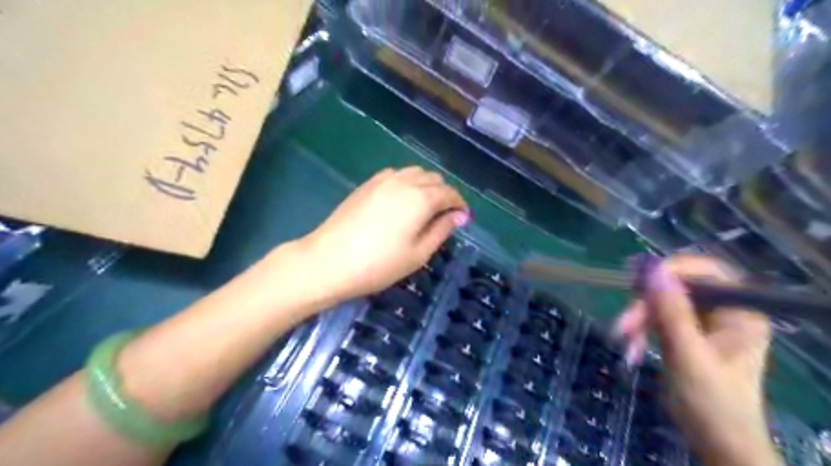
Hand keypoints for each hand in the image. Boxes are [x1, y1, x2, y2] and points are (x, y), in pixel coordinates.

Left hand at [297, 168, 466, 304]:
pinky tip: (400, 200)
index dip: (459, 205)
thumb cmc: (379, 264)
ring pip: (414, 172)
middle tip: (443, 216)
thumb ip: (441, 230)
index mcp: (421, 198)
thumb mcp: (418, 253)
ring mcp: (383, 180)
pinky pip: (396, 174)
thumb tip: (459, 216)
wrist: (329, 261)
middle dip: (444, 193)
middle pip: (433, 178)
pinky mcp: (367, 184)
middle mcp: (404, 181)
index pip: (449, 193)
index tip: (462, 218)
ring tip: (423, 207)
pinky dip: (406, 182)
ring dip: (425, 185)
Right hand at [612, 256, 783, 465]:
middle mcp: (723, 311)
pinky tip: (632, 348)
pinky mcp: (684, 333)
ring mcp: (702, 322)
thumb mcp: (689, 354)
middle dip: (646, 305)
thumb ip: (671, 311)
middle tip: (622, 324)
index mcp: (739, 312)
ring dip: (638, 320)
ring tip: (623, 341)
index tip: (639, 281)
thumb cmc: (712, 402)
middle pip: (677, 288)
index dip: (673, 269)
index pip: (708, 272)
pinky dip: (640, 331)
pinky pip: (656, 319)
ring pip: (661, 303)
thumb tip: (652, 268)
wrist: (715, 441)